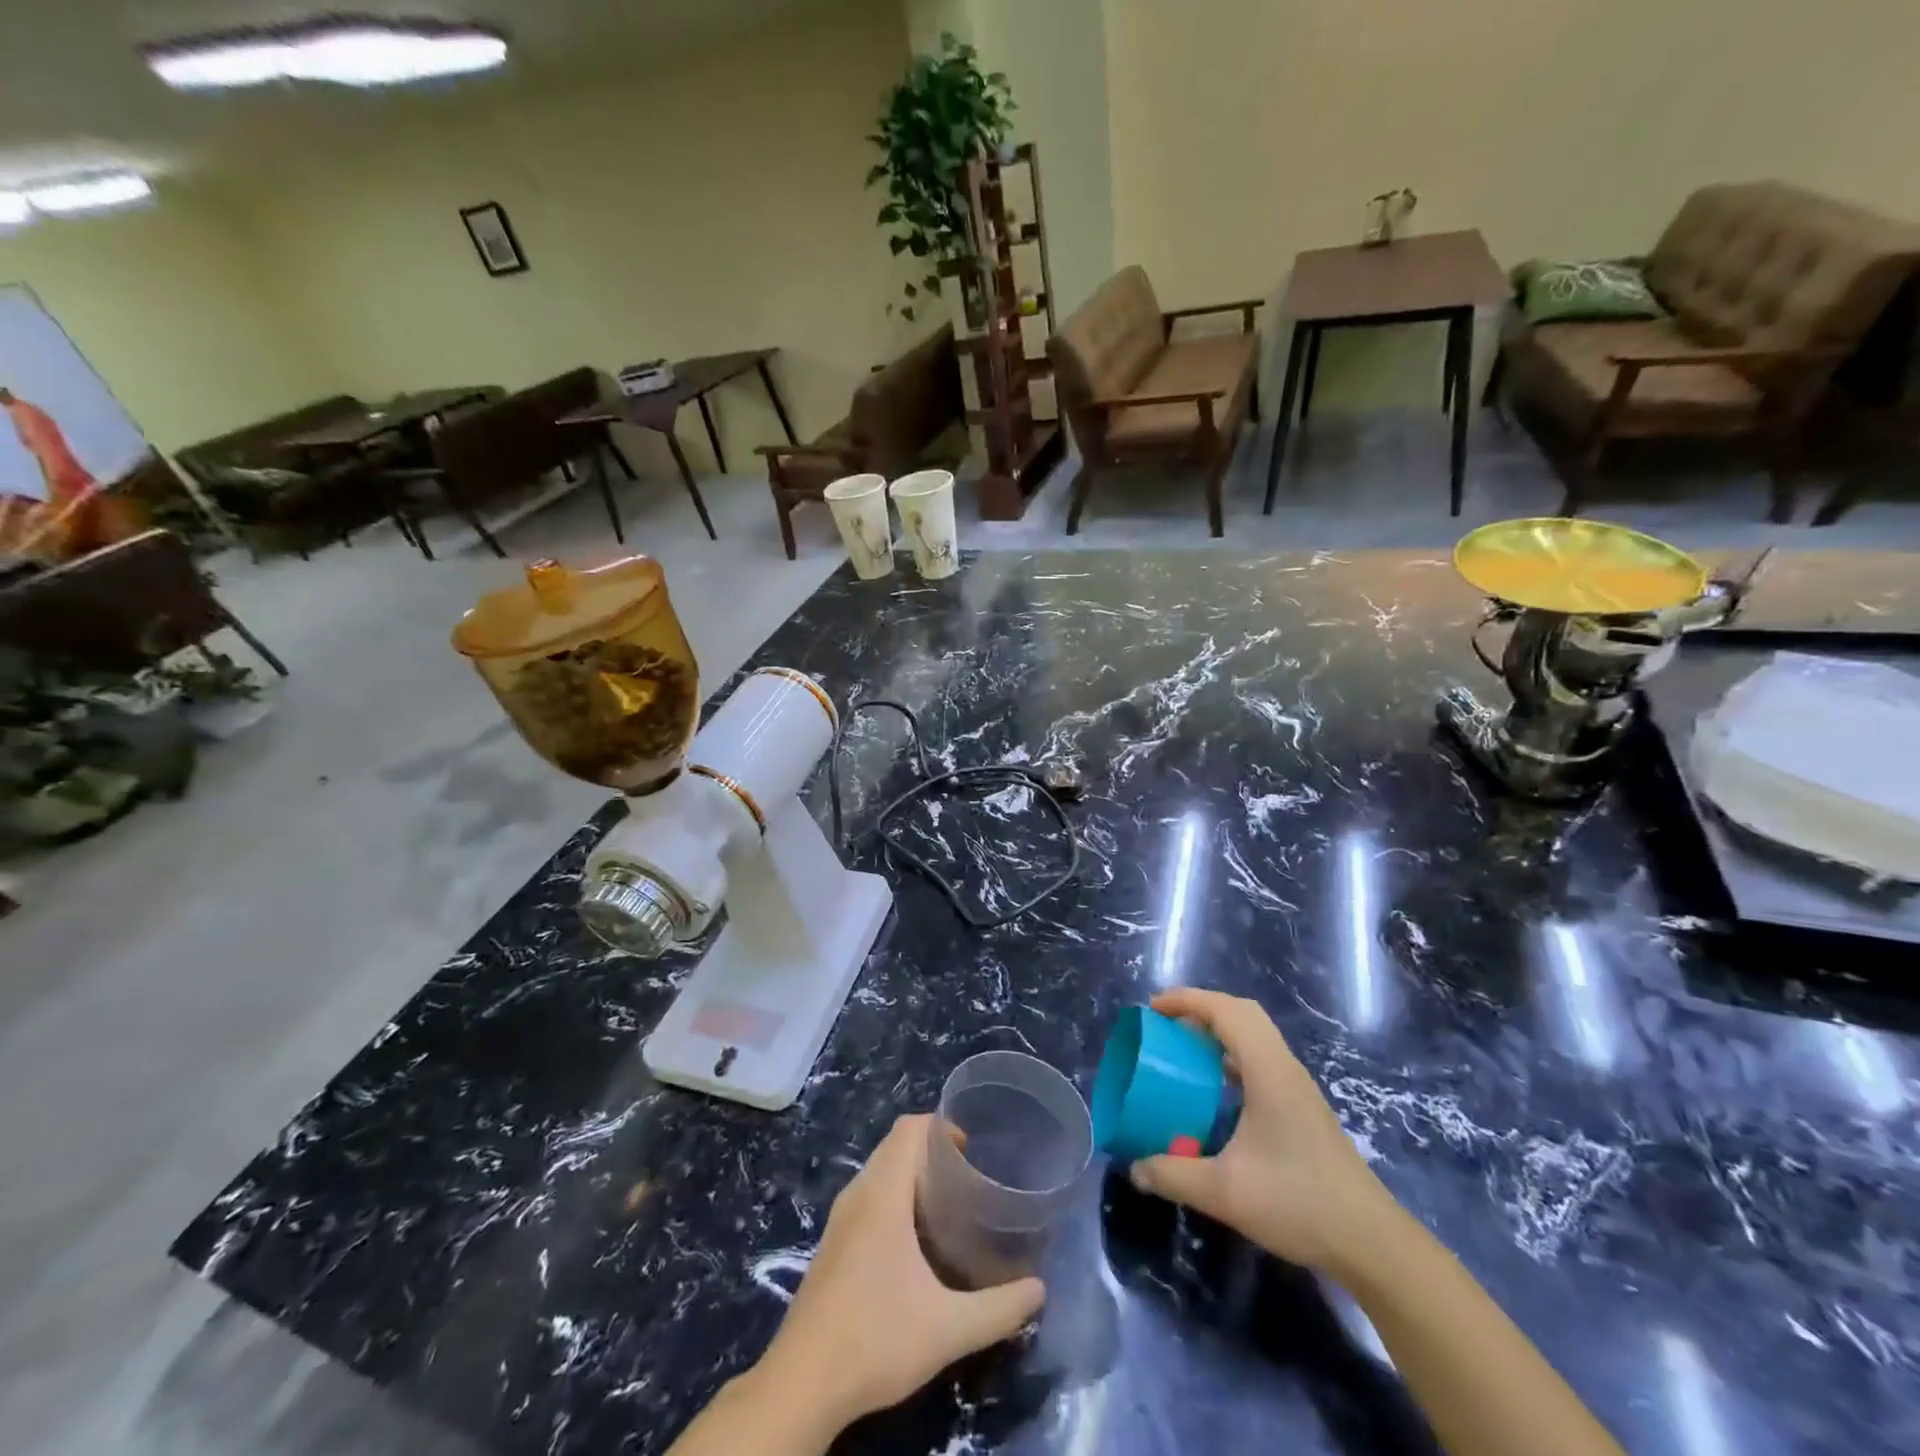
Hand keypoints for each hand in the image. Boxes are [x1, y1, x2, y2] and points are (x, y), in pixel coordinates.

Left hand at [754, 1114, 1045, 1430]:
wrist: (801, 1384)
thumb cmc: (875, 1339)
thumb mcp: (948, 1328)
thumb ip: (999, 1308)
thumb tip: (1039, 1291)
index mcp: (882, 1194)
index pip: (908, 1129)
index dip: (940, 1126)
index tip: (972, 1150)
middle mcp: (858, 1194)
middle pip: (895, 1146)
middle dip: (933, 1151)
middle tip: (970, 1180)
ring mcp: (840, 1220)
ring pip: (880, 1172)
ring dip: (913, 1175)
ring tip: (950, 1206)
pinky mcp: (833, 1244)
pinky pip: (868, 1197)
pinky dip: (895, 1198)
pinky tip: (917, 1242)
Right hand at [1128, 988, 1392, 1273]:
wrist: (1371, 1243)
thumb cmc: (1299, 1203)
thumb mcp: (1225, 1192)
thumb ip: (1173, 1176)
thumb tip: (1133, 1168)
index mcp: (1268, 1071)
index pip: (1226, 1011)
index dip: (1187, 1000)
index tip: (1153, 1008)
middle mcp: (1285, 1068)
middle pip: (1243, 1013)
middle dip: (1201, 1008)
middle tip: (1167, 1024)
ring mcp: (1298, 1088)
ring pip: (1256, 1036)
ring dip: (1220, 1030)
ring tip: (1185, 1050)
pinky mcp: (1304, 1108)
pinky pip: (1262, 1059)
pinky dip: (1233, 1055)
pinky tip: (1217, 1090)